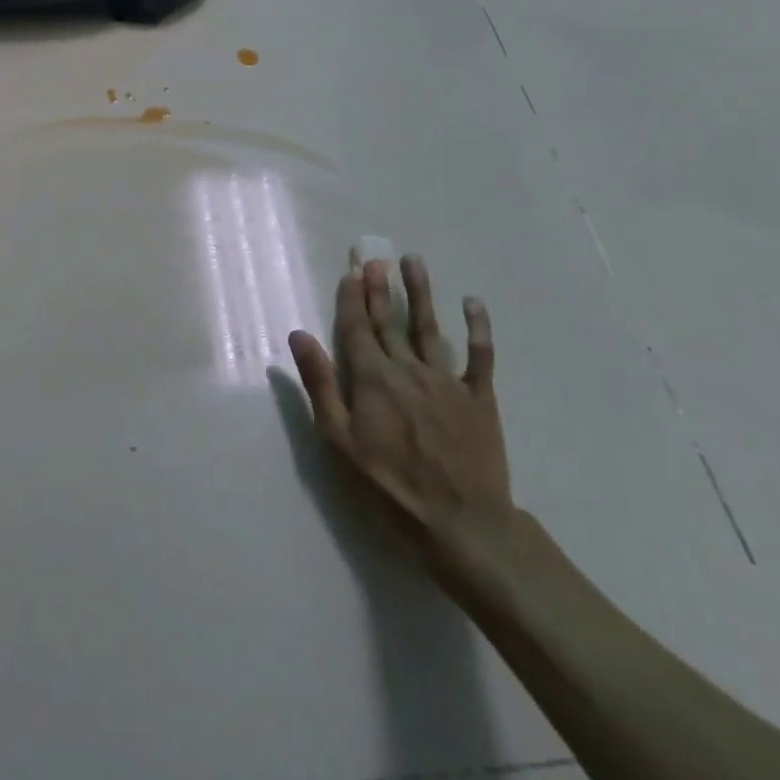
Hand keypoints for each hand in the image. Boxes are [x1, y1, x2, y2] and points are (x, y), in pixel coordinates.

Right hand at [288, 256, 512, 573]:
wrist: (461, 522)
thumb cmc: (389, 485)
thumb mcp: (339, 439)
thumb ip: (320, 384)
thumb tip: (299, 335)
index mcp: (372, 378)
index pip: (357, 327)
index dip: (352, 297)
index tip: (351, 270)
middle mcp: (408, 368)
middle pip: (389, 321)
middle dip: (379, 288)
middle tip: (376, 257)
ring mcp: (447, 380)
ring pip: (430, 327)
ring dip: (421, 293)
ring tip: (413, 261)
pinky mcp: (479, 397)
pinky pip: (480, 356)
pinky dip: (478, 328)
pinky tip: (473, 303)